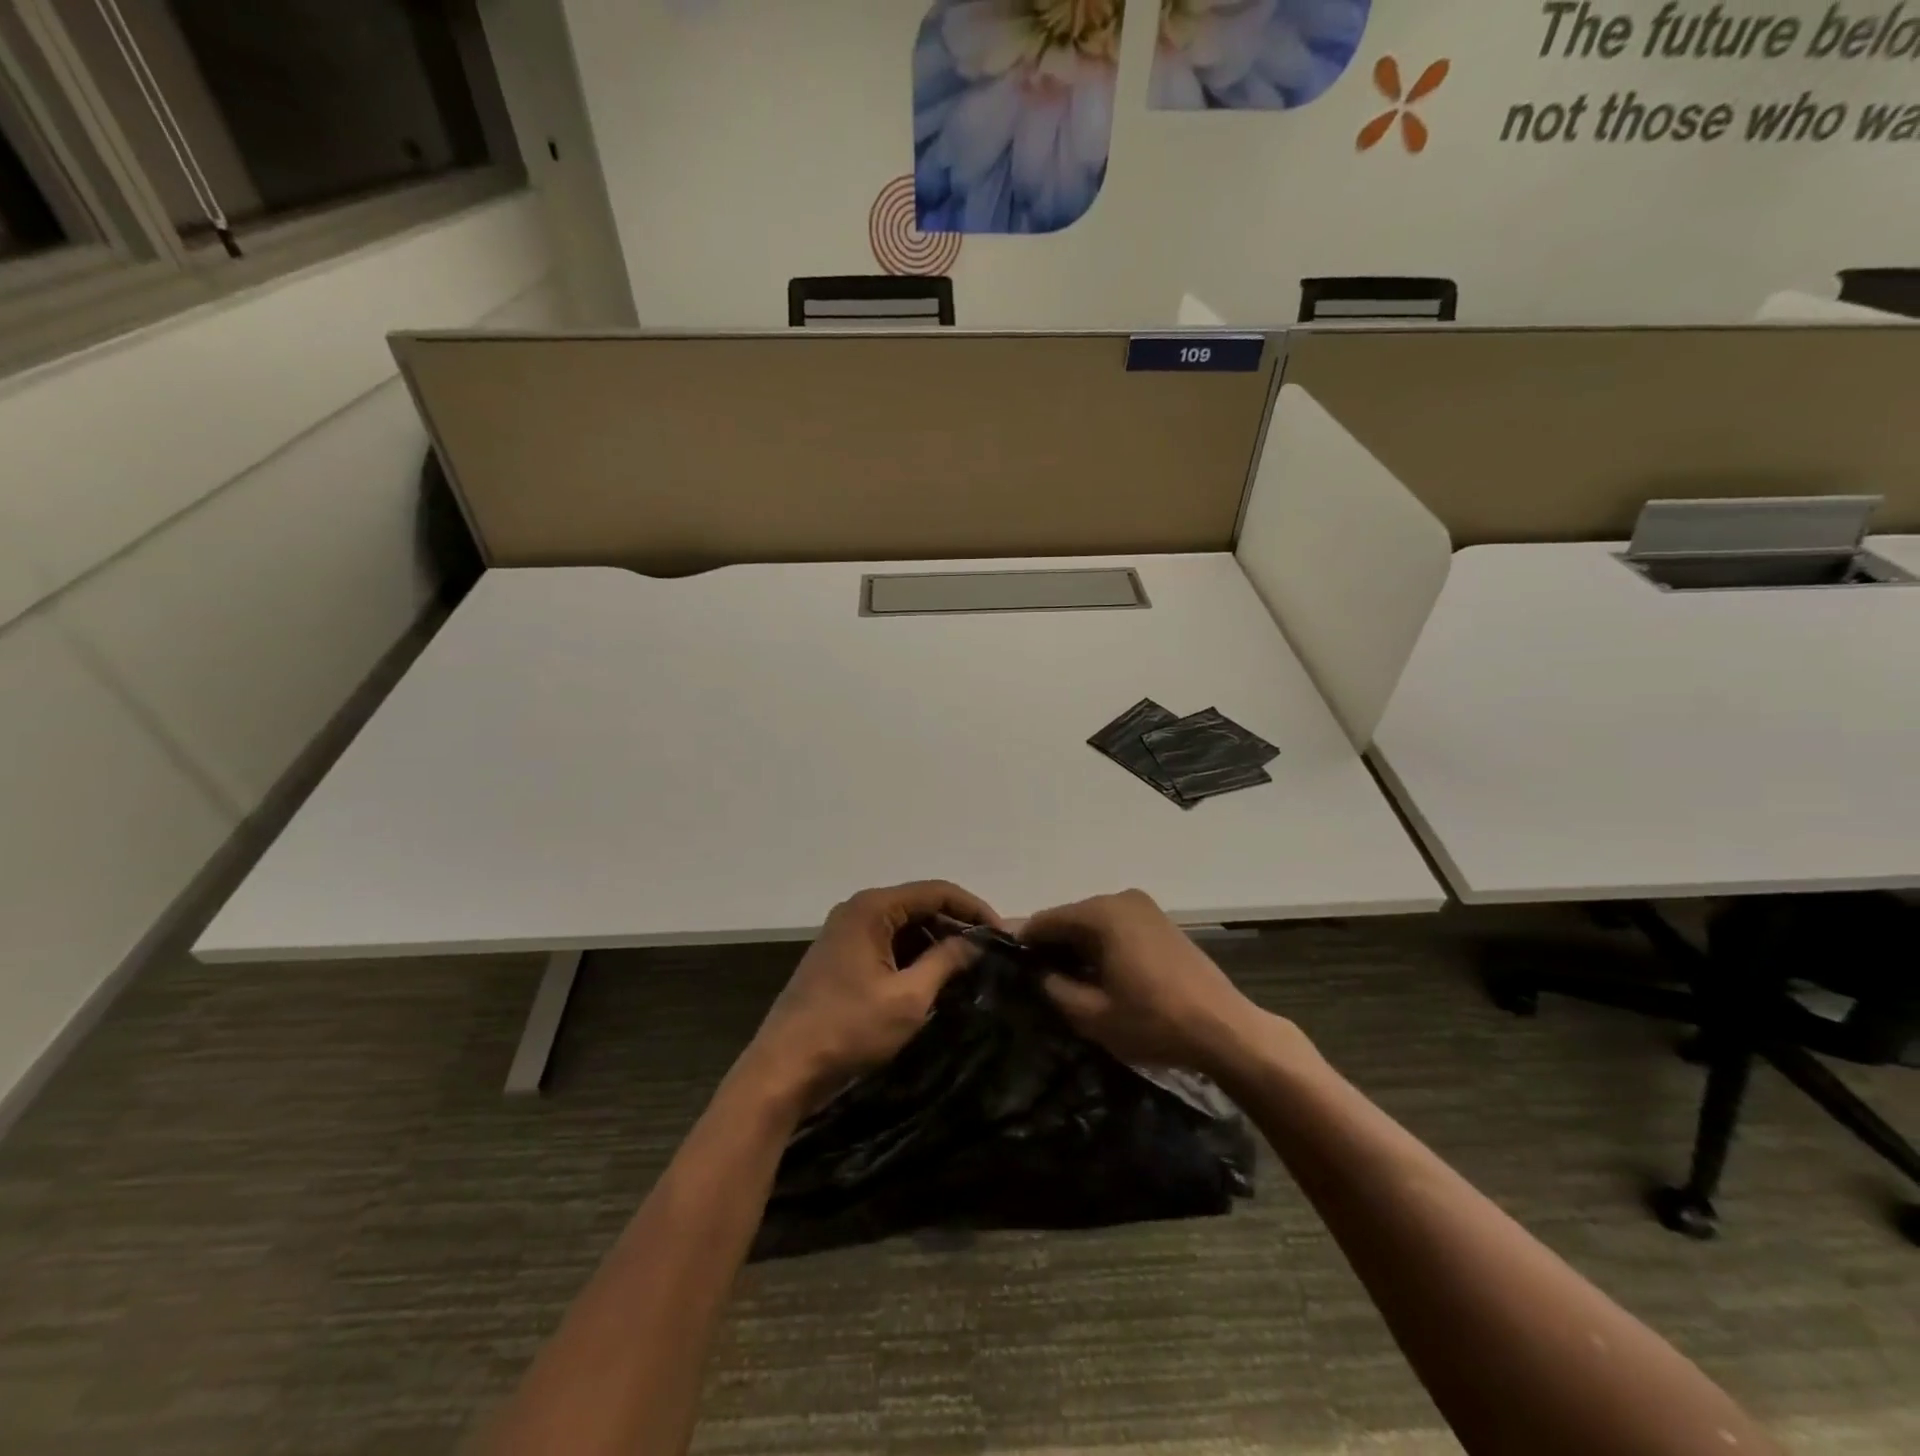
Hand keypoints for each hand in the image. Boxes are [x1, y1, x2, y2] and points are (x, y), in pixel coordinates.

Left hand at [740, 881, 997, 1113]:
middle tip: (989, 953)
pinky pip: (887, 943)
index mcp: (872, 908)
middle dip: (956, 925)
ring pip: (903, 926)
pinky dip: (912, 956)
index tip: (1002, 934)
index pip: (936, 891)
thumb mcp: (908, 998)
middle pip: (919, 905)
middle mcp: (857, 910)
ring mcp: (845, 933)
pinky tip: (933, 978)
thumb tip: (976, 942)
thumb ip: (946, 962)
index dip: (973, 908)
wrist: (783, 1069)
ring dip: (935, 942)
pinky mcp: (840, 956)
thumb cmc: (849, 1029)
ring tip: (968, 968)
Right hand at [1022, 888, 1278, 1078]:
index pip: (1045, 920)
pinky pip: (1117, 928)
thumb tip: (1039, 974)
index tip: (1011, 971)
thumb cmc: (1154, 1021)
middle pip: (1070, 918)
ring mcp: (1145, 908)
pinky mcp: (1161, 922)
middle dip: (1052, 947)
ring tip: (1067, 983)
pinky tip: (1101, 976)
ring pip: (1094, 924)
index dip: (1024, 944)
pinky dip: (1102, 947)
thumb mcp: (1092, 1015)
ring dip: (1078, 948)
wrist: (1225, 1030)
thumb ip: (1054, 988)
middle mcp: (1121, 898)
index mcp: (1102, 913)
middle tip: (1038, 982)